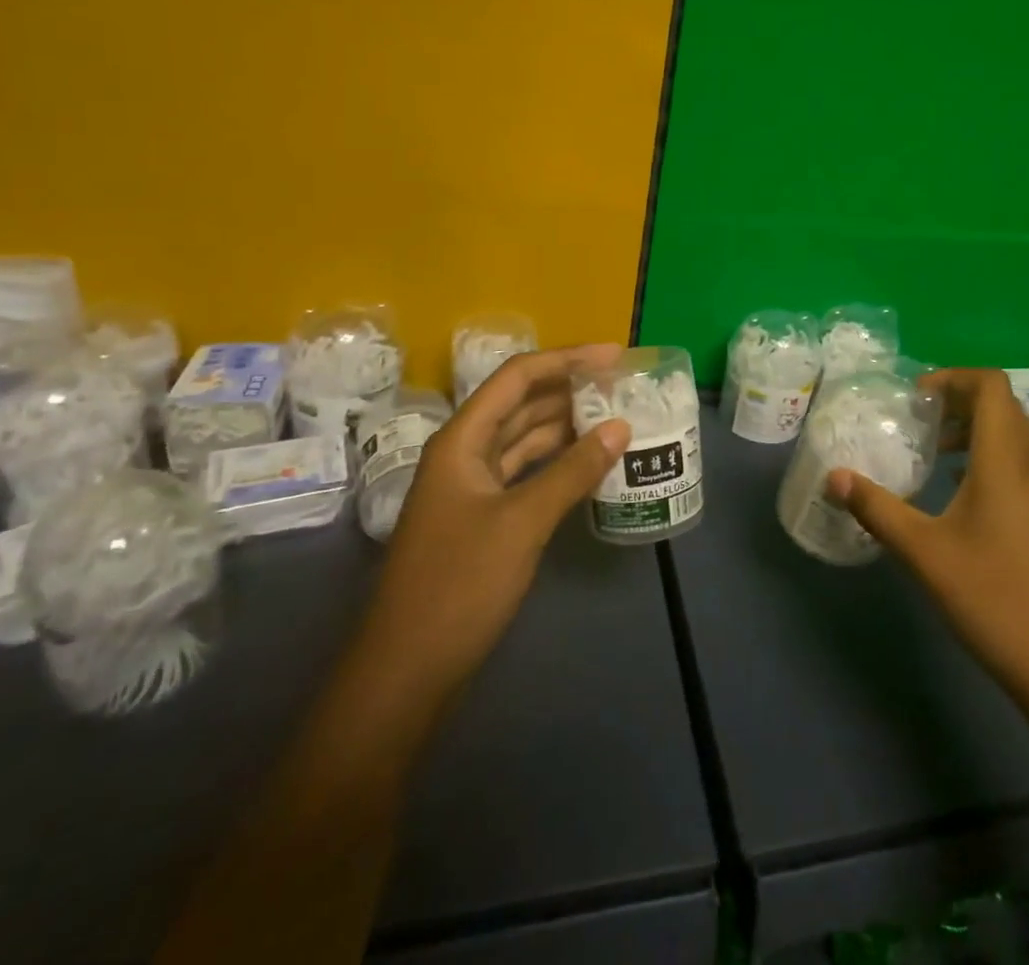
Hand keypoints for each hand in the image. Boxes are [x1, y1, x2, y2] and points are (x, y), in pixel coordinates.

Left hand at [365, 346, 629, 698]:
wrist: (407, 672)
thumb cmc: (458, 585)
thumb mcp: (522, 523)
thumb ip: (572, 471)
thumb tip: (620, 427)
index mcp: (461, 441)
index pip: (517, 378)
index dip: (566, 359)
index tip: (615, 356)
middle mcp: (464, 454)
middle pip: (521, 404)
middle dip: (569, 389)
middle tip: (622, 385)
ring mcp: (472, 488)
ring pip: (525, 440)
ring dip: (567, 426)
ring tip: (616, 415)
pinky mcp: (484, 519)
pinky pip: (526, 473)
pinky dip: (558, 463)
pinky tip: (591, 463)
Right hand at [827, 368, 1028, 719]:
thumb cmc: (994, 597)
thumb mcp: (923, 552)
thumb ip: (877, 508)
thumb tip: (834, 477)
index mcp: (1006, 459)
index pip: (991, 385)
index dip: (954, 377)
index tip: (916, 397)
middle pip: (1004, 405)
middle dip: (960, 400)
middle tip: (920, 420)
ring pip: (1016, 434)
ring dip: (977, 429)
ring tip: (936, 452)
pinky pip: (1023, 462)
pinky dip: (992, 456)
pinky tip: (962, 493)